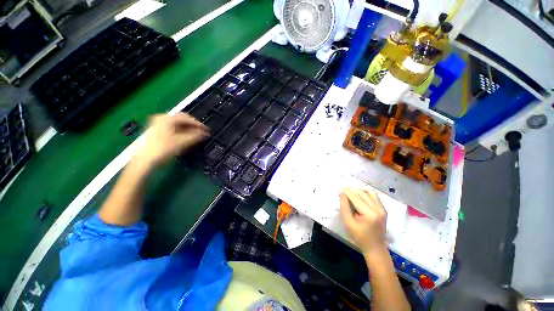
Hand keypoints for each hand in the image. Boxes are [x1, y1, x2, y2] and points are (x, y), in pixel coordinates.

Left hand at [133, 113, 208, 167]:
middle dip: (193, 125)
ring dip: (187, 127)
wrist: (144, 160)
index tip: (207, 130)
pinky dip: (181, 130)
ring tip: (195, 134)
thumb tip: (204, 133)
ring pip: (177, 123)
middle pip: (181, 118)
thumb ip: (195, 136)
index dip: (198, 124)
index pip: (187, 118)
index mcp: (167, 118)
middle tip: (201, 131)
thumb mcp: (182, 142)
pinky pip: (172, 127)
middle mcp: (162, 118)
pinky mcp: (156, 130)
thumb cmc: (163, 149)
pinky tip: (185, 136)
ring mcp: (157, 123)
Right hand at [340, 188, 386, 256]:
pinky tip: (359, 195)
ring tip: (350, 192)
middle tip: (343, 191)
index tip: (339, 190)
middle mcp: (378, 209)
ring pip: (369, 192)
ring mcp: (382, 208)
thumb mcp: (348, 223)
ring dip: (358, 190)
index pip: (356, 198)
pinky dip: (365, 193)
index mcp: (369, 214)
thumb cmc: (359, 237)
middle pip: (362, 193)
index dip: (347, 193)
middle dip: (351, 190)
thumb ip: (344, 207)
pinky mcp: (383, 209)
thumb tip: (343, 193)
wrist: (375, 247)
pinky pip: (374, 196)